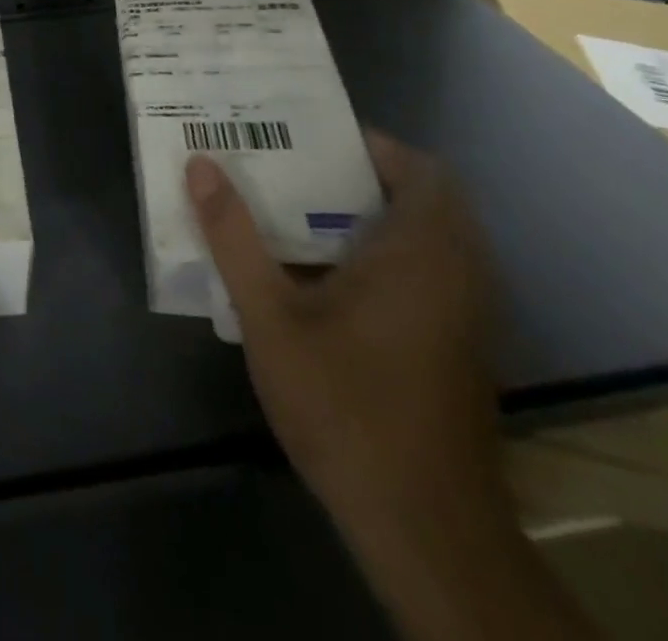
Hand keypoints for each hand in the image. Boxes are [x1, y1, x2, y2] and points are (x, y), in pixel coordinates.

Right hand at [187, 131, 502, 531]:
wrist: (423, 528)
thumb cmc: (345, 405)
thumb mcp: (270, 316)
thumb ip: (234, 236)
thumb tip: (200, 165)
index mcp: (422, 253)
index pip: (422, 170)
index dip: (373, 146)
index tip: (311, 141)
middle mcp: (459, 274)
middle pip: (424, 199)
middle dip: (360, 178)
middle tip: (292, 170)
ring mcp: (467, 316)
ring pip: (428, 239)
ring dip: (372, 218)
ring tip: (298, 214)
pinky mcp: (460, 349)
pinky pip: (430, 275)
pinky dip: (386, 257)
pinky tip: (327, 280)